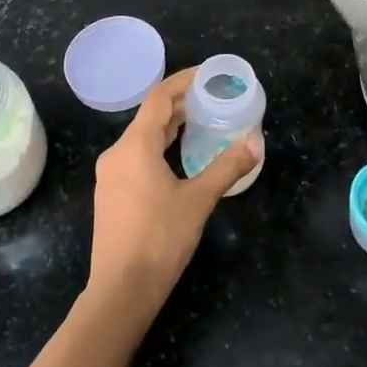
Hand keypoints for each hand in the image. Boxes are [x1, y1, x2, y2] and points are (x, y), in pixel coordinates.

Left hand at [86, 67, 260, 322]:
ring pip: (141, 138)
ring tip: (199, 121)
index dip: (183, 81)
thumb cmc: (160, 239)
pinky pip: (135, 156)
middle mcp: (116, 154)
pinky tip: (177, 157)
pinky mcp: (111, 194)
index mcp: (134, 146)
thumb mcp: (199, 200)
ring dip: (168, 126)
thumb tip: (256, 140)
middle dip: (179, 104)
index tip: (208, 74)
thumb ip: (227, 166)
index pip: (159, 98)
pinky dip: (158, 146)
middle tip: (211, 98)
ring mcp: (110, 175)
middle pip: (149, 116)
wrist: (121, 291)